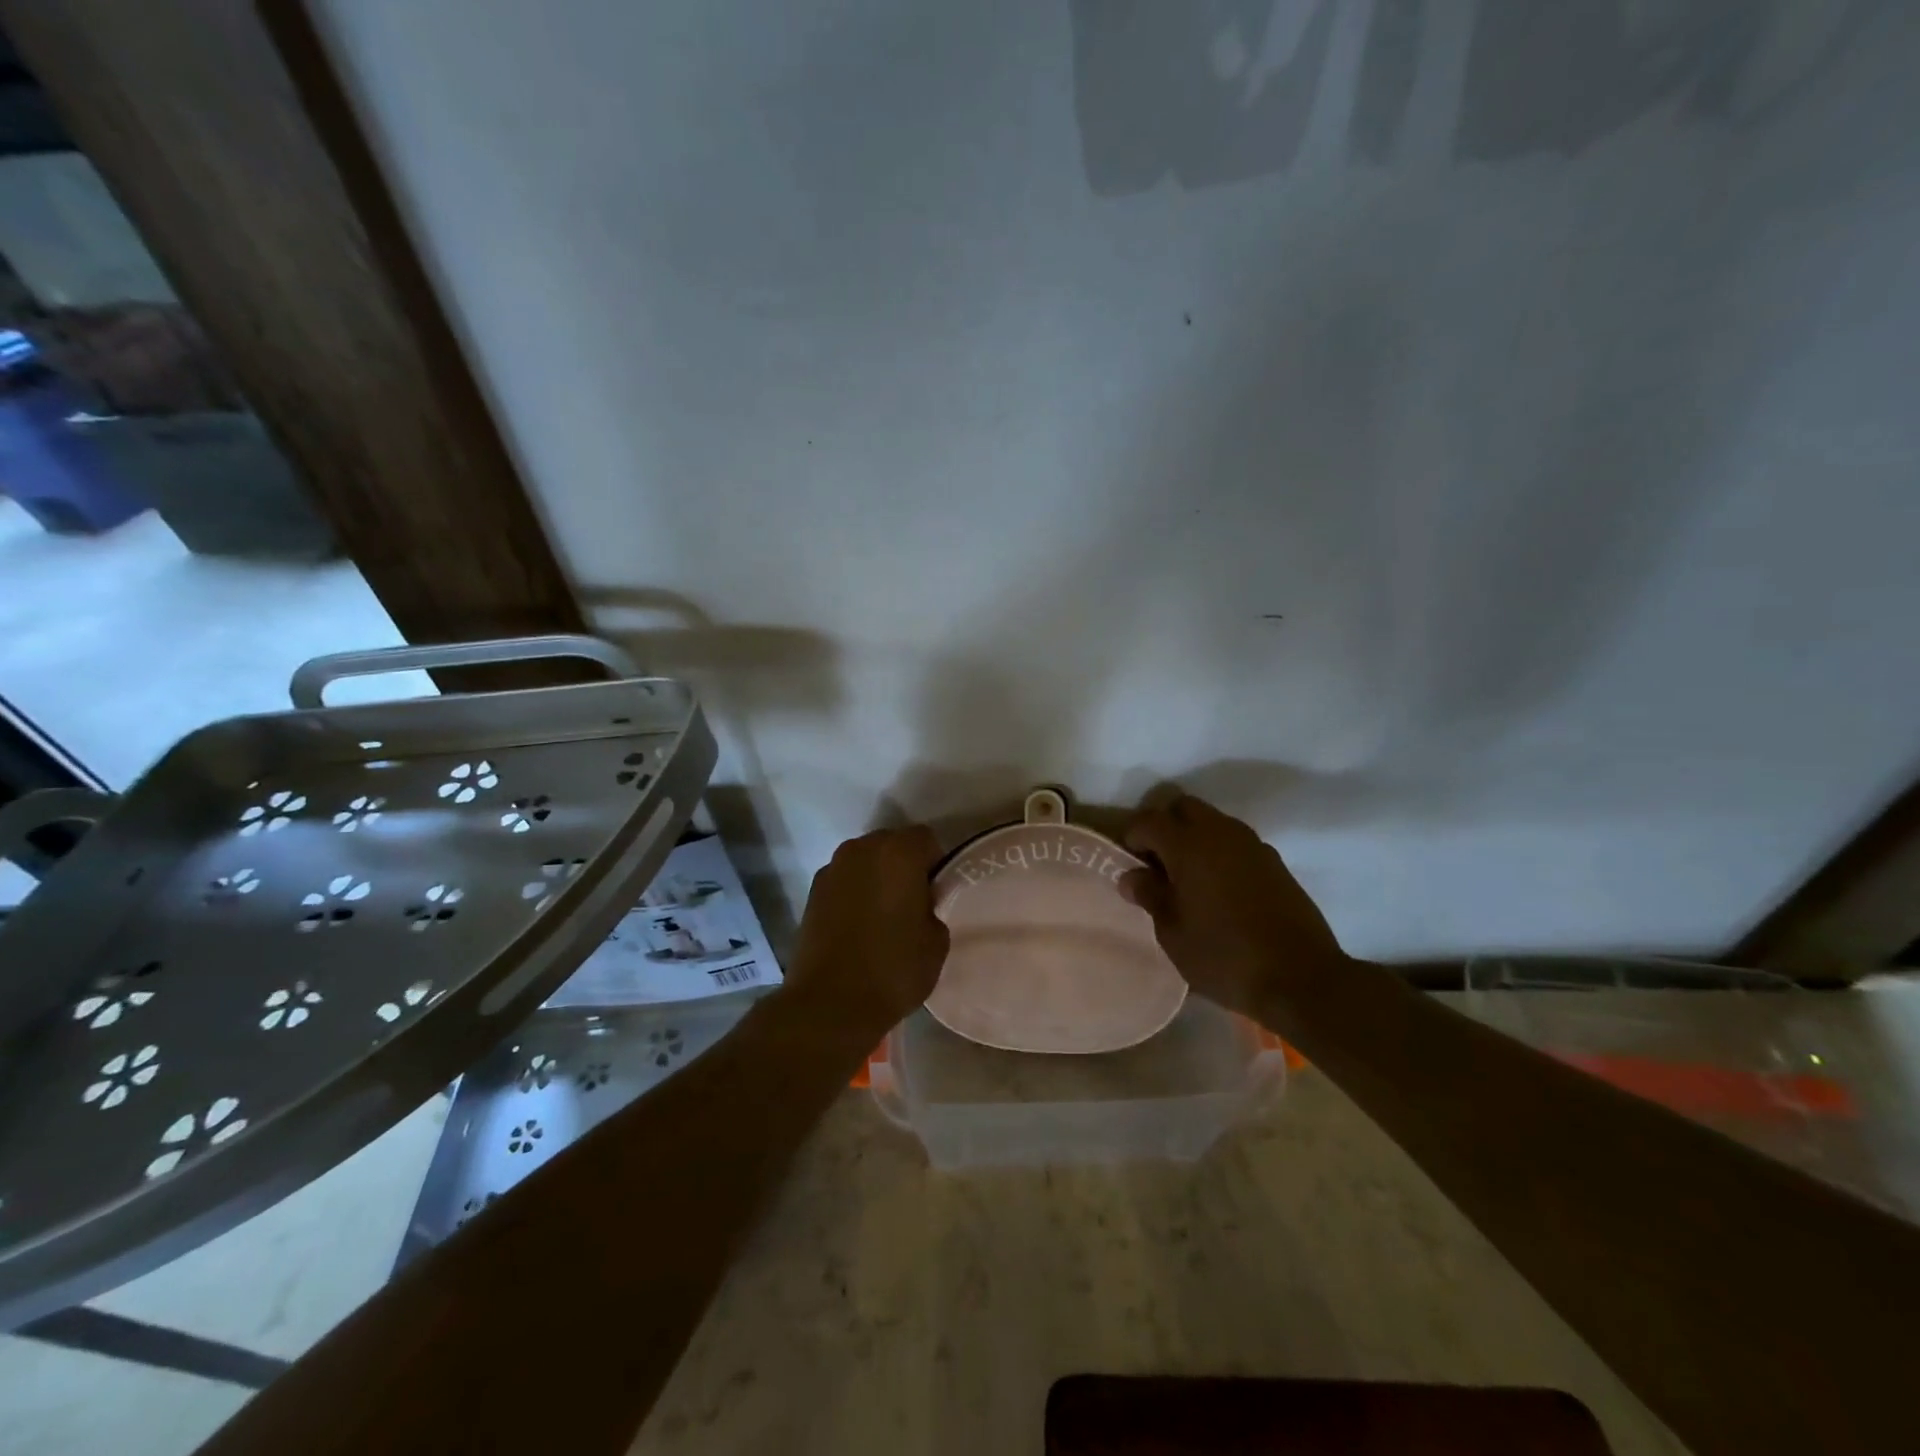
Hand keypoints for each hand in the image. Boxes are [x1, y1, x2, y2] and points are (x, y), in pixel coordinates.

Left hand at [784, 825, 948, 1036]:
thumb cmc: (893, 969)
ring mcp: (832, 868)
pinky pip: (844, 881)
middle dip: (904, 865)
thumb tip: (920, 904)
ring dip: (877, 877)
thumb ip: (933, 907)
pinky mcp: (812, 891)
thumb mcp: (936, 941)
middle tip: (913, 902)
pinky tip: (859, 926)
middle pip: (892, 844)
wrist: (829, 1003)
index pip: (926, 839)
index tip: (937, 893)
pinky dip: (854, 893)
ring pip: (865, 862)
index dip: (936, 864)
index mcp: (898, 852)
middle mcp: (862, 849)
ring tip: (883, 916)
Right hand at [1120, 794, 1348, 1018]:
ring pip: (1212, 822)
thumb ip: (1150, 896)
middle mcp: (1221, 833)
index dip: (1132, 837)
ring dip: (1194, 838)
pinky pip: (1235, 842)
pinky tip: (1219, 890)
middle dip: (1164, 826)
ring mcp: (1252, 845)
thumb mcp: (1172, 933)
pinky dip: (1219, 852)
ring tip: (1188, 879)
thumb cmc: (1224, 957)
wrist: (1301, 979)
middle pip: (1183, 807)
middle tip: (1157, 864)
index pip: (1148, 820)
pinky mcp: (1274, 862)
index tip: (1129, 865)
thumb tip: (1132, 876)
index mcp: (1189, 846)